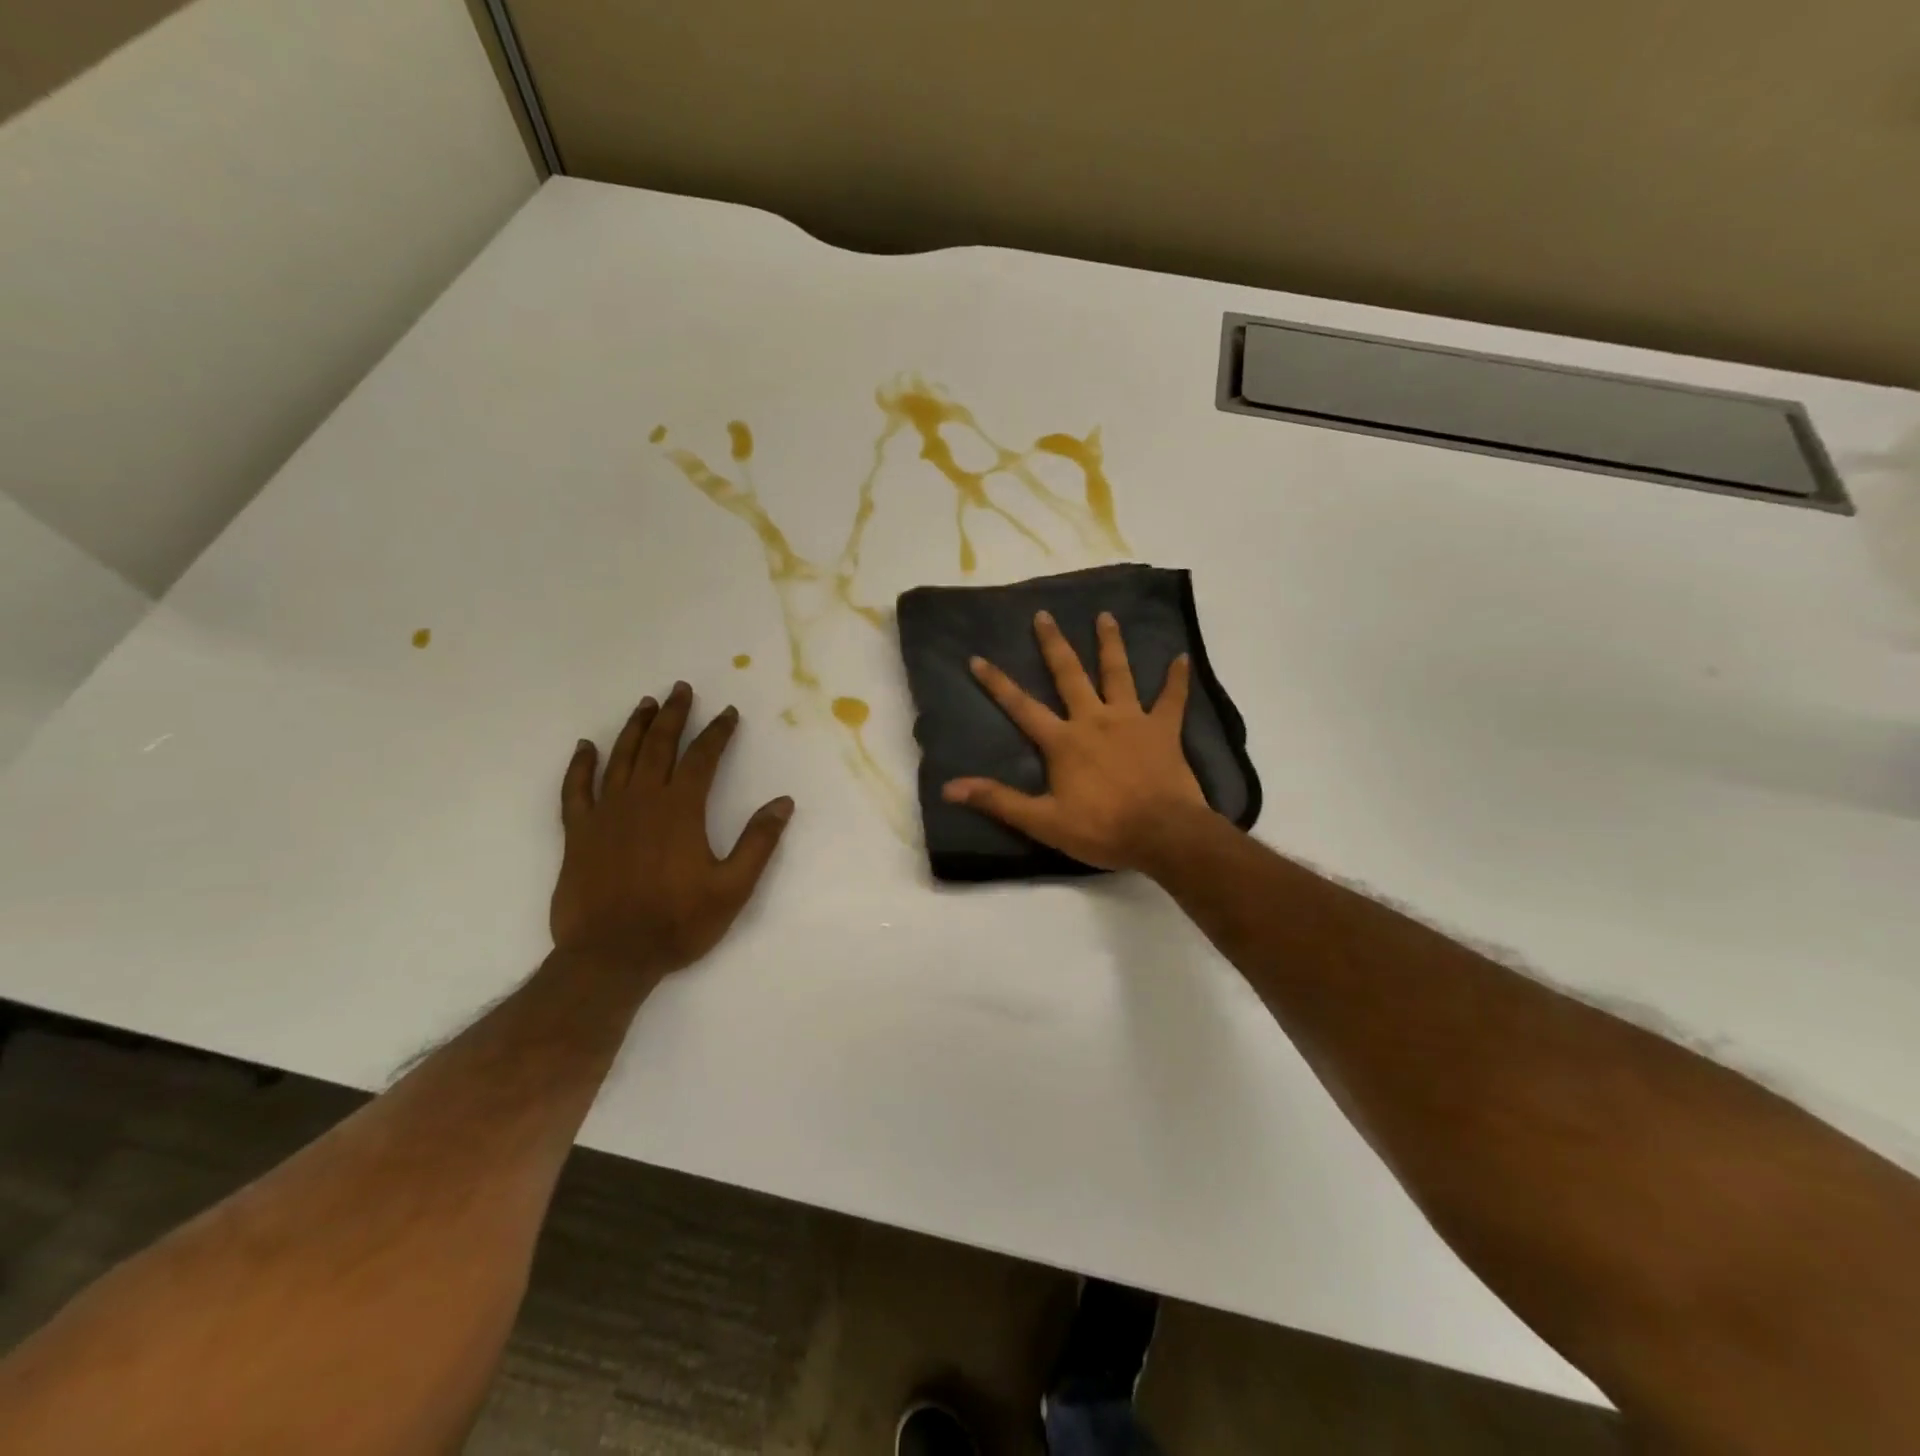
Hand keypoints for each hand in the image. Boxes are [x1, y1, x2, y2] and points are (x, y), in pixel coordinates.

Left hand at [551, 682, 793, 975]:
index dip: (717, 733)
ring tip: (646, 704)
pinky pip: (575, 789)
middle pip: (659, 746)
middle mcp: (642, 800)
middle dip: (674, 715)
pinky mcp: (578, 833)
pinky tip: (586, 746)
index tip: (728, 713)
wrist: (610, 957)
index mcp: (681, 810)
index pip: (702, 758)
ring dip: (635, 728)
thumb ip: (758, 842)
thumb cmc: (677, 923)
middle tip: (681, 690)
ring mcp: (606, 814)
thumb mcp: (733, 888)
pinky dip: (580, 765)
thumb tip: (782, 802)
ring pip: (620, 758)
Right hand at [944, 610, 1209, 871]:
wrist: (1162, 834)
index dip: (997, 683)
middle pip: (1070, 675)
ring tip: (1105, 616)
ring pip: (1118, 674)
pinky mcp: (1164, 730)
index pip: (1021, 707)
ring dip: (1111, 644)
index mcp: (1063, 741)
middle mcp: (1094, 720)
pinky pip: (1172, 699)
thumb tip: (950, 788)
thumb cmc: (1101, 829)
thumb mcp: (1043, 822)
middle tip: (1044, 615)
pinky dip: (1177, 679)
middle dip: (1054, 644)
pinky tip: (1182, 658)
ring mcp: (1132, 720)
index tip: (978, 658)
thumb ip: (999, 801)